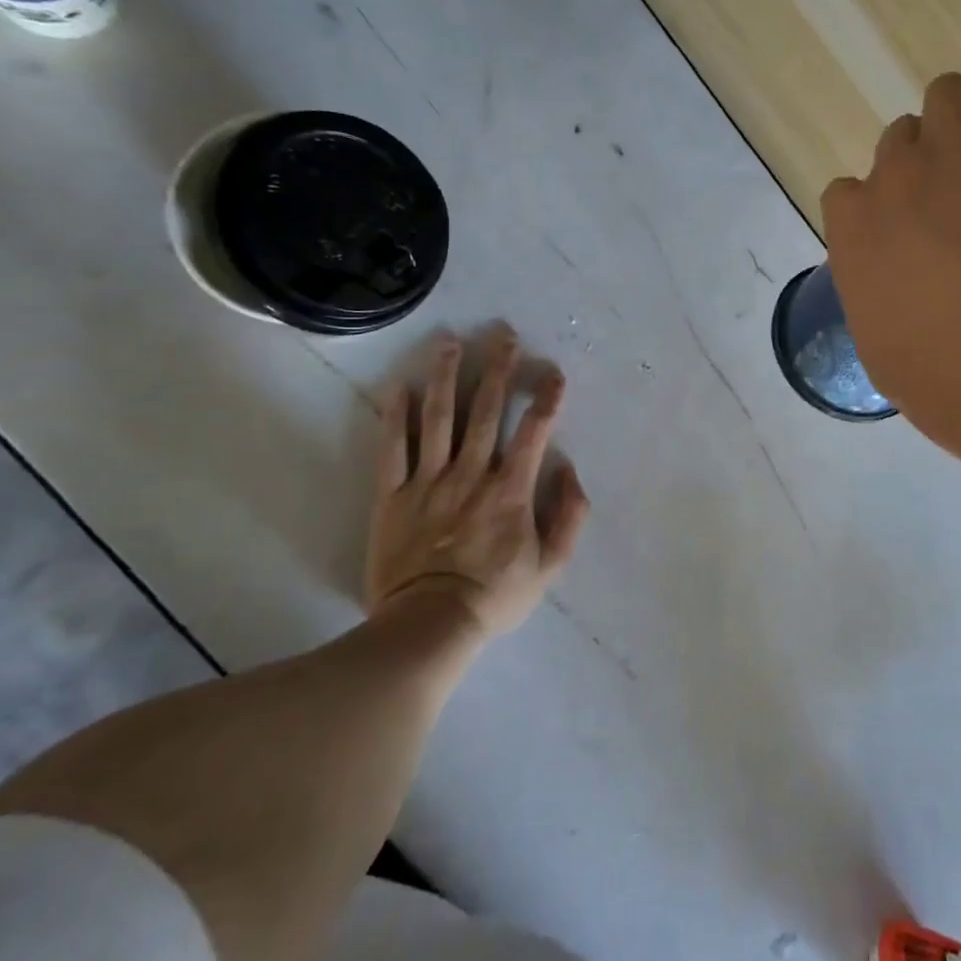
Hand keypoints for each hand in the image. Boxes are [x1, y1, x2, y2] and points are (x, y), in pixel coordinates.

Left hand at [366, 327, 590, 641]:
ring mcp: (427, 481)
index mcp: (510, 490)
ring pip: (438, 418)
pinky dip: (396, 416)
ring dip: (446, 376)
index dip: (547, 400)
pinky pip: (392, 449)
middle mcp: (470, 474)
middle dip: (499, 370)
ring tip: (450, 342)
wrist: (429, 625)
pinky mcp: (391, 496)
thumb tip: (570, 472)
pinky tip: (400, 386)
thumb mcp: (551, 566)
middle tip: (503, 335)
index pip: (534, 432)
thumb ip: (569, 517)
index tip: (554, 374)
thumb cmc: (495, 595)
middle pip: (485, 412)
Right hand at [820, 29, 960, 445]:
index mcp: (853, 229)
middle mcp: (892, 177)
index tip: (894, 221)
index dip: (871, 201)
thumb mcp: (886, 346)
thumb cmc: (922, 360)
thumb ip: (887, 319)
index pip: (846, 194)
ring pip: (943, 98)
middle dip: (916, 154)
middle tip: (948, 178)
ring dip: (957, 106)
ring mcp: (947, 149)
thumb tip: (903, 332)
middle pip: (897, 142)